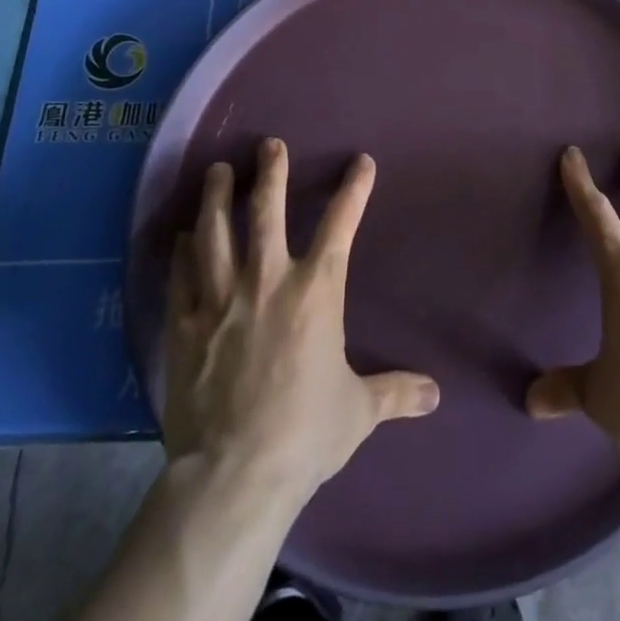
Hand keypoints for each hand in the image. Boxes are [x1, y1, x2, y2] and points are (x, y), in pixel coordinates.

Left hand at [162, 138, 440, 499]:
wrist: (234, 476)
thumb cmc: (304, 434)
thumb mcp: (358, 412)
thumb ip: (395, 393)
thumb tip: (436, 395)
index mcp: (316, 292)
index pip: (340, 225)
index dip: (354, 190)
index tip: (361, 162)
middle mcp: (268, 281)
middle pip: (267, 212)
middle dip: (269, 173)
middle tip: (268, 144)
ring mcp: (222, 300)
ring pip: (216, 233)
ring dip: (216, 198)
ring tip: (215, 171)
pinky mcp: (186, 326)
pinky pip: (183, 276)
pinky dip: (183, 252)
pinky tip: (183, 236)